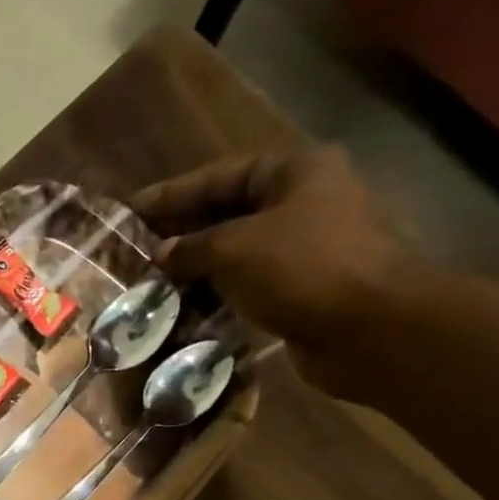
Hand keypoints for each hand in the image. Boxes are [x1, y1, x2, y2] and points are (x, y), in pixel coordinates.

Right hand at [131, 146, 419, 393]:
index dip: (171, 194)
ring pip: (236, 251)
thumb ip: (190, 247)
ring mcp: (306, 246)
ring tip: (150, 283)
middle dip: (181, 232)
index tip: (129, 210)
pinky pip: (247, 283)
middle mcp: (304, 201)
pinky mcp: (303, 287)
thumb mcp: (233, 249)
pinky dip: (216, 293)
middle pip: (228, 212)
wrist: (369, 327)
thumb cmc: (302, 269)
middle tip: (134, 250)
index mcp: (295, 172)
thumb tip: (160, 253)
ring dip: (195, 267)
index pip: (218, 176)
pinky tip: (183, 308)